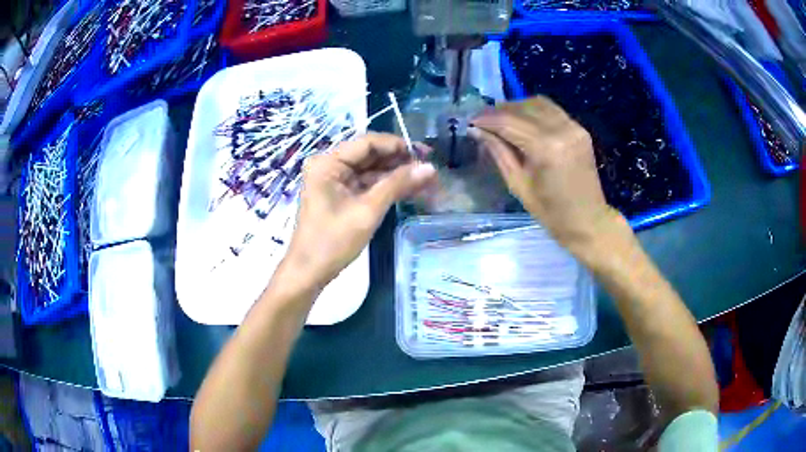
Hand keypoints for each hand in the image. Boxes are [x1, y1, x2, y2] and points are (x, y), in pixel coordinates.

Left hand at [282, 133, 436, 290]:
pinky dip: (387, 187)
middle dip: (400, 161)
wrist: (309, 272)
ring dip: (396, 175)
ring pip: (371, 170)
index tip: (424, 153)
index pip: (368, 143)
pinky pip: (367, 185)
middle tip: (429, 168)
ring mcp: (335, 181)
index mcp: (328, 163)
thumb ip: (398, 185)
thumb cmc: (333, 241)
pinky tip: (410, 189)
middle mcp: (330, 166)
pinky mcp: (340, 195)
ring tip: (426, 180)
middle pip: (370, 155)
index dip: (397, 145)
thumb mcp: (368, 211)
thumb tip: (430, 168)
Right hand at [470, 96, 623, 253]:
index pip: (508, 122)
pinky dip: (534, 111)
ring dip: (516, 107)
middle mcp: (561, 129)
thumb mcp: (518, 185)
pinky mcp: (579, 128)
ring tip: (501, 120)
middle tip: (483, 121)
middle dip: (499, 111)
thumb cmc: (551, 212)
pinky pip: (552, 110)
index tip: (470, 121)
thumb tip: (476, 130)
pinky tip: (523, 122)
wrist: (588, 220)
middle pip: (523, 107)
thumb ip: (498, 152)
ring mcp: (574, 127)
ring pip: (538, 103)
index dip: (486, 119)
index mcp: (546, 148)